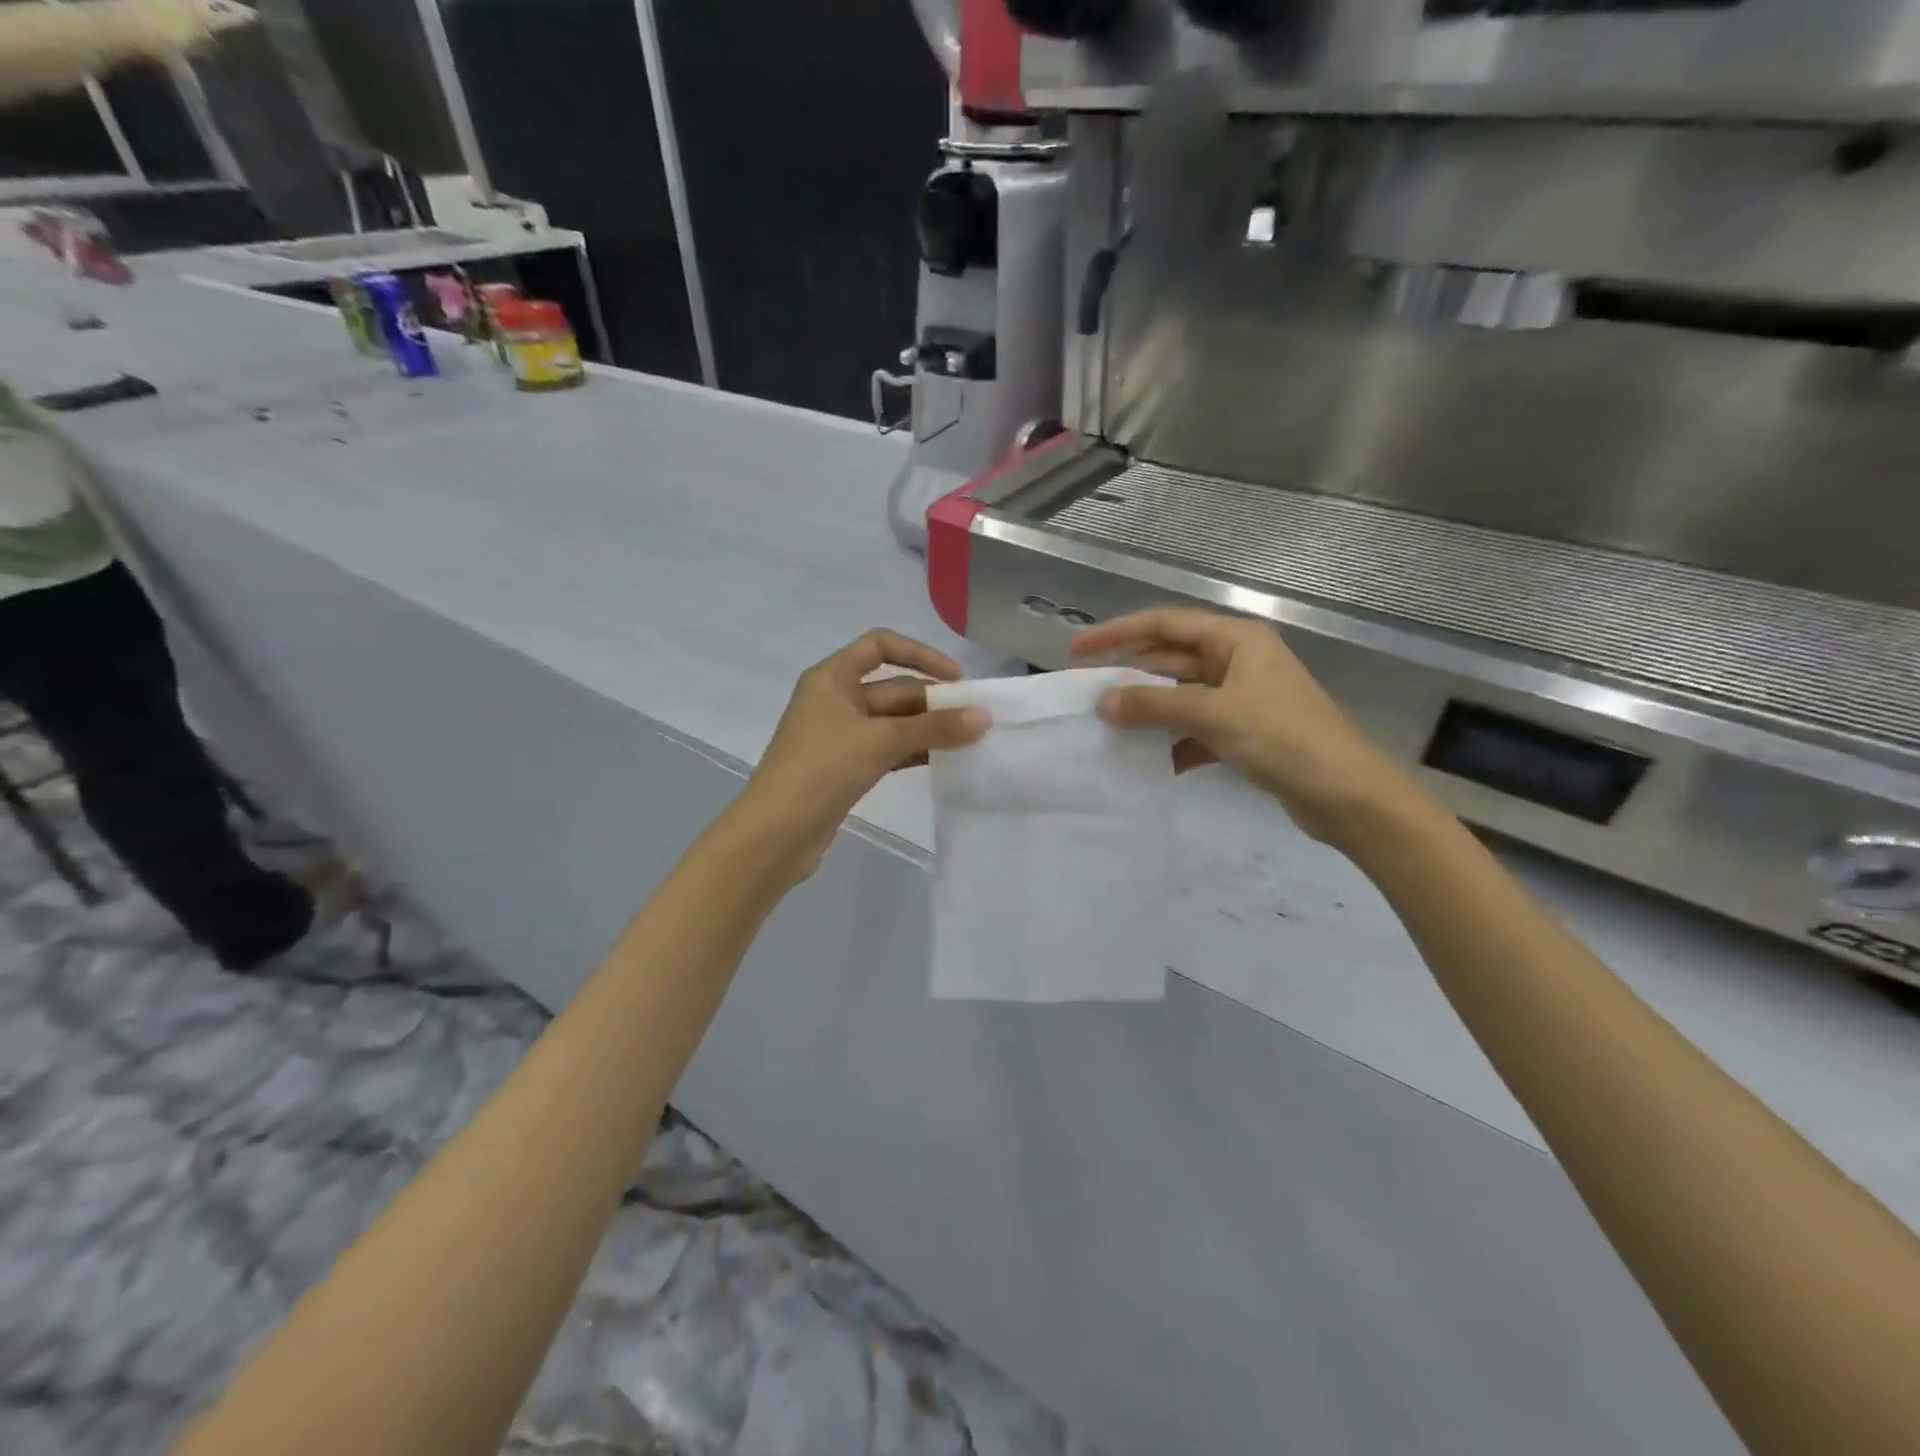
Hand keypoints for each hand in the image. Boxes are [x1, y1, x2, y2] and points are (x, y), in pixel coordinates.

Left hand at [734, 630, 989, 878]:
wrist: (775, 835)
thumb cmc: (820, 770)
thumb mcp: (879, 742)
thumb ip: (933, 728)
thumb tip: (984, 717)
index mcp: (831, 678)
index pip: (880, 646)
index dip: (920, 654)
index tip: (956, 679)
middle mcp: (835, 700)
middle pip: (893, 688)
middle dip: (933, 701)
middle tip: (977, 718)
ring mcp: (840, 736)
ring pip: (893, 723)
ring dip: (928, 729)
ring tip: (970, 741)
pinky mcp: (846, 768)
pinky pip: (888, 750)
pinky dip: (914, 752)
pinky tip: (945, 761)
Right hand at [1072, 608, 1420, 847]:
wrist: (1348, 796)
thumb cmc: (1286, 739)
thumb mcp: (1215, 715)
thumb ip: (1155, 704)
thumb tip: (1103, 702)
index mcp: (1236, 640)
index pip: (1164, 624)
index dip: (1117, 634)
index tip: (1077, 652)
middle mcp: (1236, 662)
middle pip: (1169, 661)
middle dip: (1130, 678)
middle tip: (1086, 697)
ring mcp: (1240, 699)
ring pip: (1179, 698)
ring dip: (1148, 714)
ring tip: (1107, 731)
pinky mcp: (1243, 734)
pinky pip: (1194, 730)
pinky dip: (1171, 744)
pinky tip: (1149, 764)